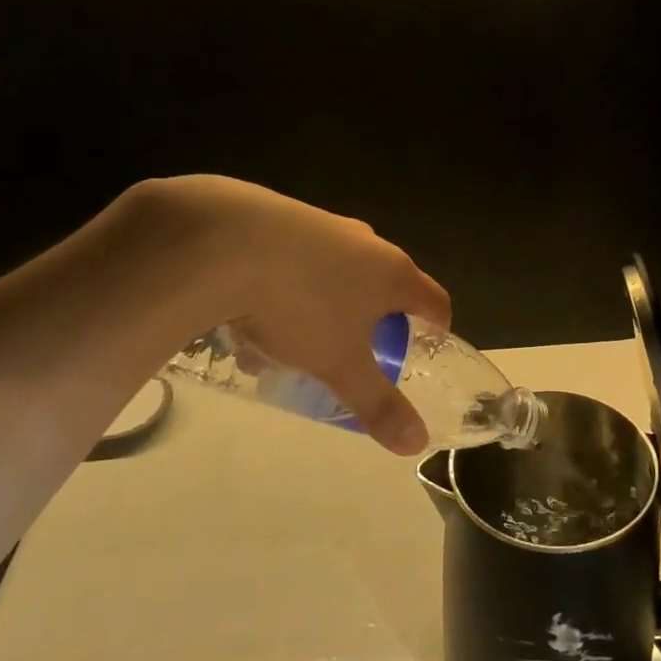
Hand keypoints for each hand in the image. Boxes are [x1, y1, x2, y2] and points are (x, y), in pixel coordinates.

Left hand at [148, 176, 451, 455]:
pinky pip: (296, 262)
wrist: (223, 242)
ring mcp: (323, 225)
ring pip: (335, 277)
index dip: (436, 332)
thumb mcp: (339, 365)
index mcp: (393, 272)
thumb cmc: (300, 306)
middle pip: (384, 289)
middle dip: (369, 327)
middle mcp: (366, 242)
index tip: (421, 356)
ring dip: (321, 312)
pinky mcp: (281, 216)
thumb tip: (416, 444)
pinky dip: (285, 290)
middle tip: (350, 357)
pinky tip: (249, 316)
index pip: (436, 302)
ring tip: (284, 348)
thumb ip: (377, 404)